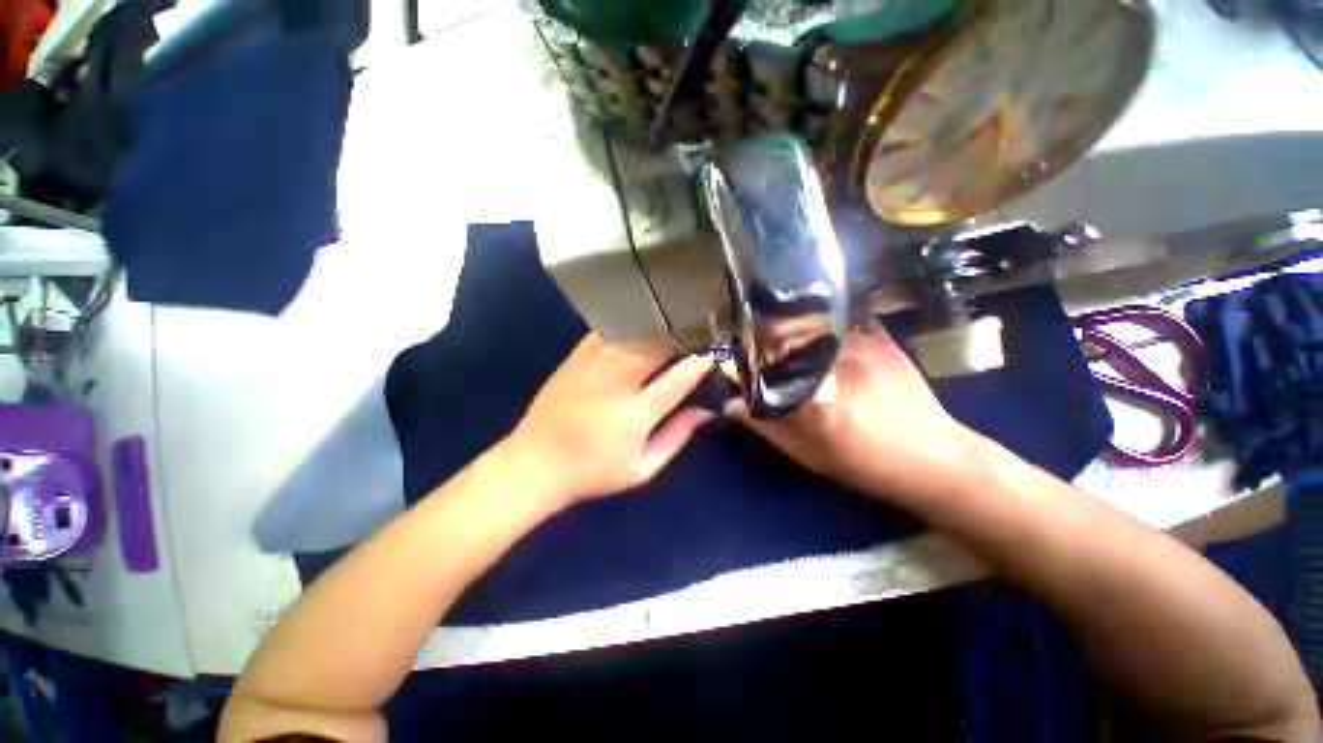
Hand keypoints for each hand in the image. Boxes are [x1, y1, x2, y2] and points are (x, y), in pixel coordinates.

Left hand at [501, 333, 714, 508]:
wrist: (534, 463)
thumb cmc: (593, 472)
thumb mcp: (642, 469)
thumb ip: (677, 437)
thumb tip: (707, 411)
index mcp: (632, 418)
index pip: (675, 381)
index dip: (698, 365)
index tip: (713, 354)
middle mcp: (613, 384)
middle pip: (654, 347)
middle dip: (681, 336)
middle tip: (700, 331)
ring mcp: (591, 365)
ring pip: (633, 333)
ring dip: (659, 326)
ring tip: (679, 323)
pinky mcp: (576, 356)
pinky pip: (609, 329)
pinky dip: (631, 323)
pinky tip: (644, 321)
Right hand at [727, 322, 981, 504]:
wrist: (934, 459)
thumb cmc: (865, 464)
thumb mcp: (808, 454)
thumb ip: (767, 426)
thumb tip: (730, 404)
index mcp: (815, 396)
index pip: (763, 364)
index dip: (742, 359)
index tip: (733, 361)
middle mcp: (835, 363)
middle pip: (784, 334)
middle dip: (763, 336)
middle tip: (758, 346)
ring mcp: (862, 346)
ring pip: (811, 323)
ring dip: (792, 327)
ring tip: (785, 337)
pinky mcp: (881, 339)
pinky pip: (841, 320)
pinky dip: (823, 323)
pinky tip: (820, 331)